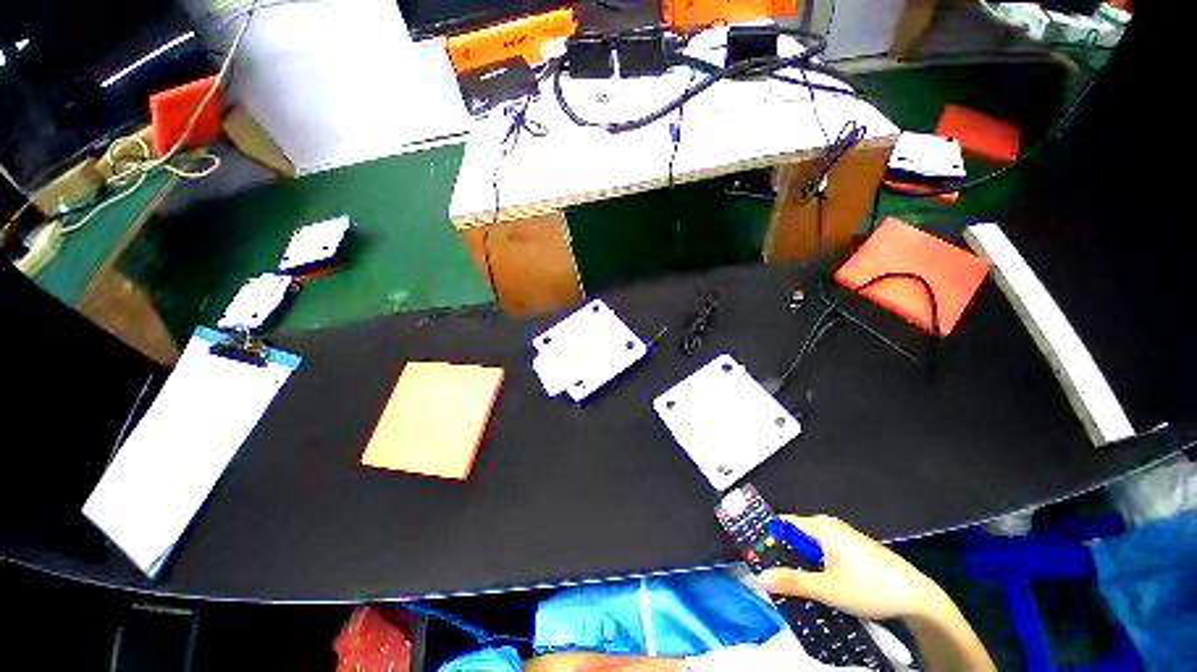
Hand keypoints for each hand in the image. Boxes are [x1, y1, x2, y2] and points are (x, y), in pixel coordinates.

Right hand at [758, 515, 950, 621]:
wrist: (917, 598)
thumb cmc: (869, 587)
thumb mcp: (827, 589)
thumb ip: (792, 581)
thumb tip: (759, 577)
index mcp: (820, 525)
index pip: (782, 522)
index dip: (767, 537)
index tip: (755, 554)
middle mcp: (829, 525)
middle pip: (795, 534)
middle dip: (782, 553)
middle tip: (770, 574)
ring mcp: (843, 537)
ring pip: (809, 545)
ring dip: (798, 562)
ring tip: (788, 581)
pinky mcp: (853, 550)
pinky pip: (823, 551)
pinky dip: (814, 564)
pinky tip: (815, 583)